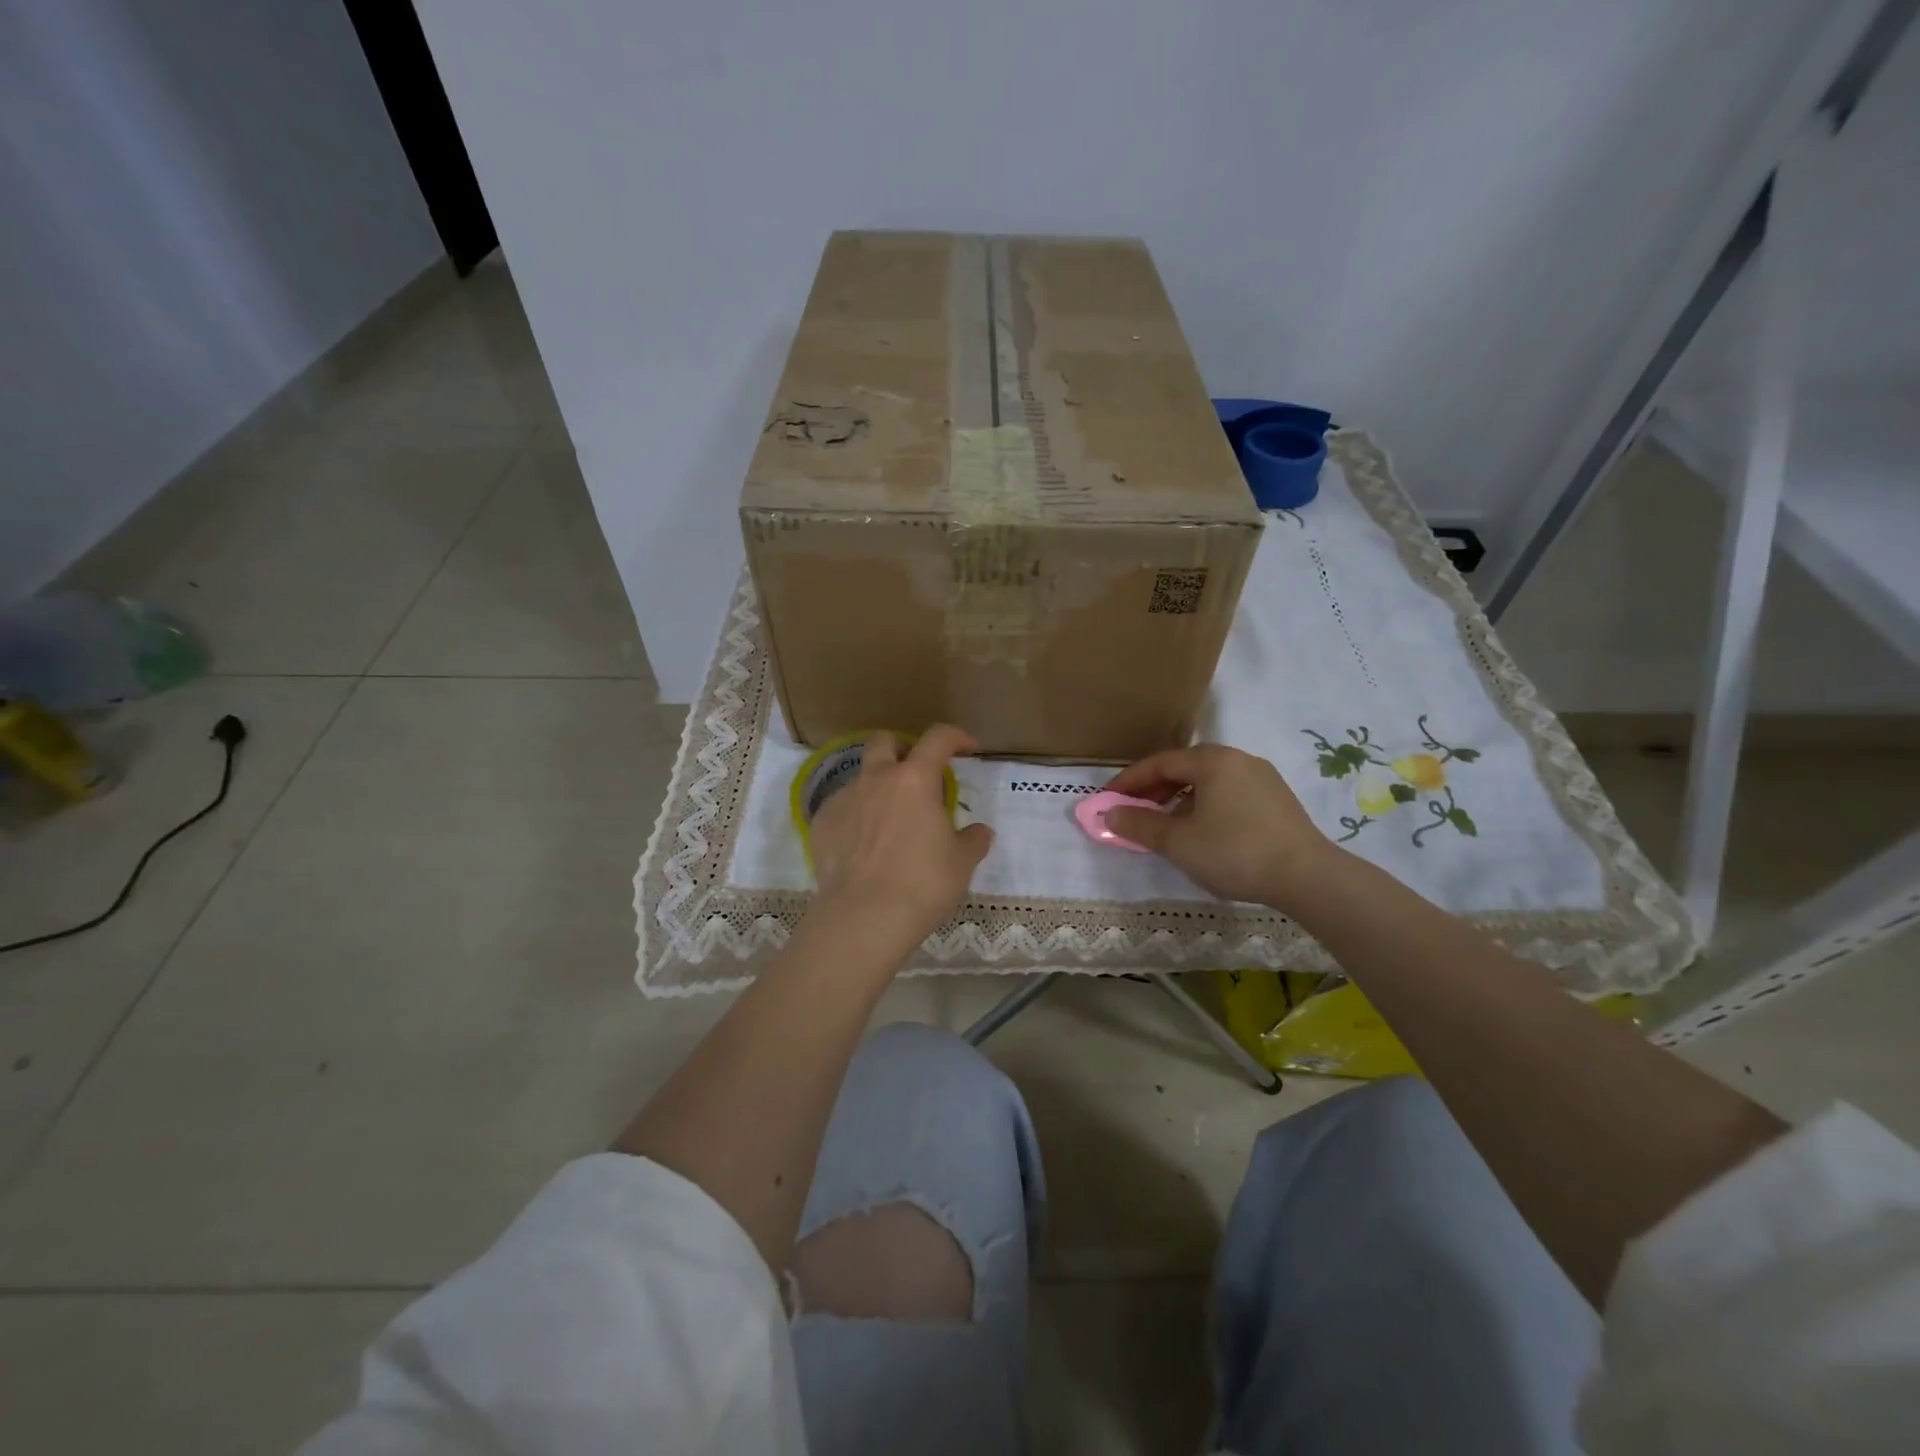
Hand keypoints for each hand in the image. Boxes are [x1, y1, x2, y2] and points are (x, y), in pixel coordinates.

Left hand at [807, 725, 993, 955]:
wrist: (863, 917)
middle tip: (915, 775)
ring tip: (888, 819)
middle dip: (901, 749)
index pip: (938, 738)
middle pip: (885, 742)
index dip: (955, 737)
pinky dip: (855, 815)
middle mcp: (876, 778)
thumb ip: (973, 840)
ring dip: (877, 786)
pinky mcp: (821, 822)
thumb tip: (980, 832)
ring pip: (860, 776)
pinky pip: (841, 806)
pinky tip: (862, 844)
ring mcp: (844, 798)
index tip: (965, 747)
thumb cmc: (922, 884)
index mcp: (915, 780)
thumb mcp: (961, 864)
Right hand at [1104, 744, 1332, 909]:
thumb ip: (1139, 824)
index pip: (1159, 763)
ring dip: (1179, 798)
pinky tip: (1202, 831)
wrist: (1308, 877)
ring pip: (1208, 781)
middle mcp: (1237, 759)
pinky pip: (1228, 793)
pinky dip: (1204, 805)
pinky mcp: (1277, 799)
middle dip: (1153, 789)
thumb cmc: (1234, 852)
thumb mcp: (1178, 842)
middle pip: (1184, 767)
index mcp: (1212, 761)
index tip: (1107, 800)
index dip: (1129, 781)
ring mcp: (1261, 777)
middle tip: (1133, 811)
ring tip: (1165, 825)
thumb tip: (1109, 814)